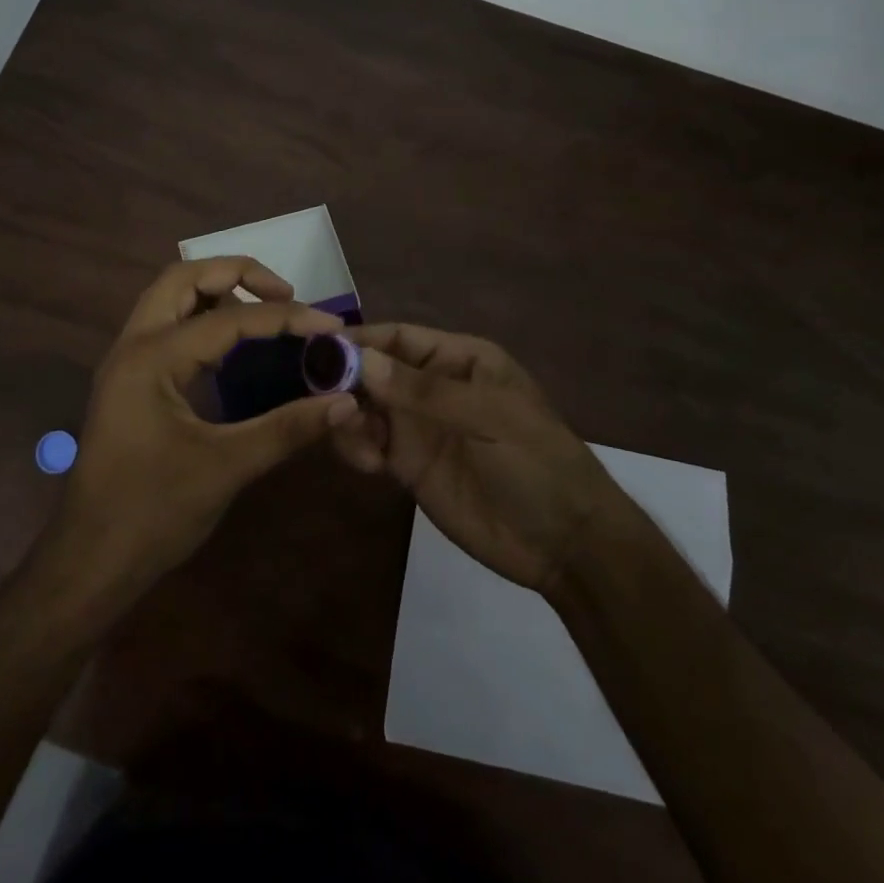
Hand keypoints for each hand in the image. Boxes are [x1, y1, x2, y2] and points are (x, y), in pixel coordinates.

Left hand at [52, 258, 355, 593]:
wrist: (89, 561)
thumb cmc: (153, 513)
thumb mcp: (226, 467)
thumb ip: (288, 428)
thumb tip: (345, 401)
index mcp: (152, 357)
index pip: (228, 317)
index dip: (284, 317)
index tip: (330, 324)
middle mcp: (133, 345)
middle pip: (183, 278)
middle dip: (237, 274)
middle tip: (285, 294)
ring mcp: (126, 362)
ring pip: (170, 299)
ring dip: (216, 292)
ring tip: (264, 311)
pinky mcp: (129, 382)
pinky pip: (167, 327)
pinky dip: (202, 320)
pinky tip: (234, 349)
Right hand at [333, 323, 620, 593]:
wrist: (565, 544)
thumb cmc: (537, 463)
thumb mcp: (488, 418)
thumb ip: (423, 392)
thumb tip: (362, 360)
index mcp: (460, 360)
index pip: (400, 338)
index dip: (361, 340)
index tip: (318, 349)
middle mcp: (433, 387)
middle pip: (374, 371)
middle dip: (345, 380)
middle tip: (319, 399)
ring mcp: (419, 427)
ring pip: (365, 408)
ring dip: (348, 416)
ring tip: (353, 439)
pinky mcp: (409, 466)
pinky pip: (369, 445)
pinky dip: (356, 447)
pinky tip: (367, 464)